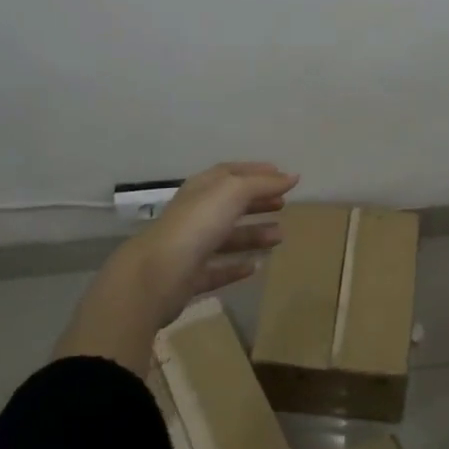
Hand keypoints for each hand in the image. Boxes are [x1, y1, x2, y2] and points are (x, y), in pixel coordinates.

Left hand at [111, 162, 297, 328]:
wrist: (157, 275)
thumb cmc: (196, 225)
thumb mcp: (232, 193)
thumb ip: (262, 184)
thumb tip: (292, 176)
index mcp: (201, 189)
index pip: (230, 173)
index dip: (255, 172)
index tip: (281, 175)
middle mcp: (194, 214)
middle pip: (229, 204)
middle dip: (257, 202)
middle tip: (284, 205)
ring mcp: (190, 246)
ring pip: (227, 237)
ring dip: (253, 235)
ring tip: (280, 237)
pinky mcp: (189, 277)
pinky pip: (217, 269)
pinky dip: (236, 267)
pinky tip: (255, 268)